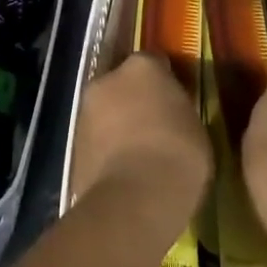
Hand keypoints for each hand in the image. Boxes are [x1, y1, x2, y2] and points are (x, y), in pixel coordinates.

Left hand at [69, 53, 211, 241]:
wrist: (134, 201)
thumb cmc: (177, 156)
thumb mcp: (194, 127)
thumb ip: (177, 111)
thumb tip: (170, 115)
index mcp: (142, 67)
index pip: (155, 64)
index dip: (165, 83)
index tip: (175, 103)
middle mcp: (108, 79)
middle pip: (124, 84)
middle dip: (135, 100)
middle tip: (155, 127)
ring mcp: (86, 110)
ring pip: (106, 111)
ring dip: (118, 125)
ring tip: (138, 155)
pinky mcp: (73, 144)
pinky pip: (97, 140)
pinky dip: (107, 150)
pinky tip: (123, 173)